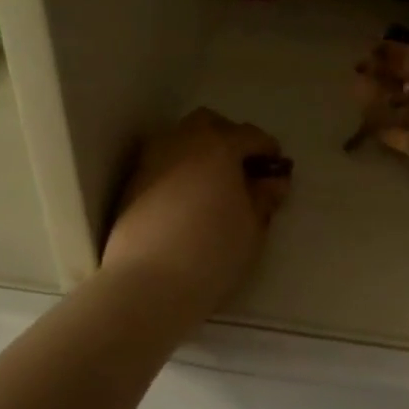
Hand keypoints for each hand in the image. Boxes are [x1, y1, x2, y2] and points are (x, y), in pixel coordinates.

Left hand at [102, 109, 291, 315]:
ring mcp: (151, 159)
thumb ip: (264, 197)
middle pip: (209, 124)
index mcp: (218, 145)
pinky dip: (180, 169)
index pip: (250, 135)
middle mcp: (182, 141)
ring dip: (201, 152)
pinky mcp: (132, 182)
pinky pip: (163, 162)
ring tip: (215, 185)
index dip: (268, 150)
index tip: (276, 169)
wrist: (147, 284)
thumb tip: (273, 181)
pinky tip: (189, 199)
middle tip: (243, 170)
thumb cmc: (212, 252)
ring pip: (181, 139)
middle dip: (229, 139)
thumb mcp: (252, 226)